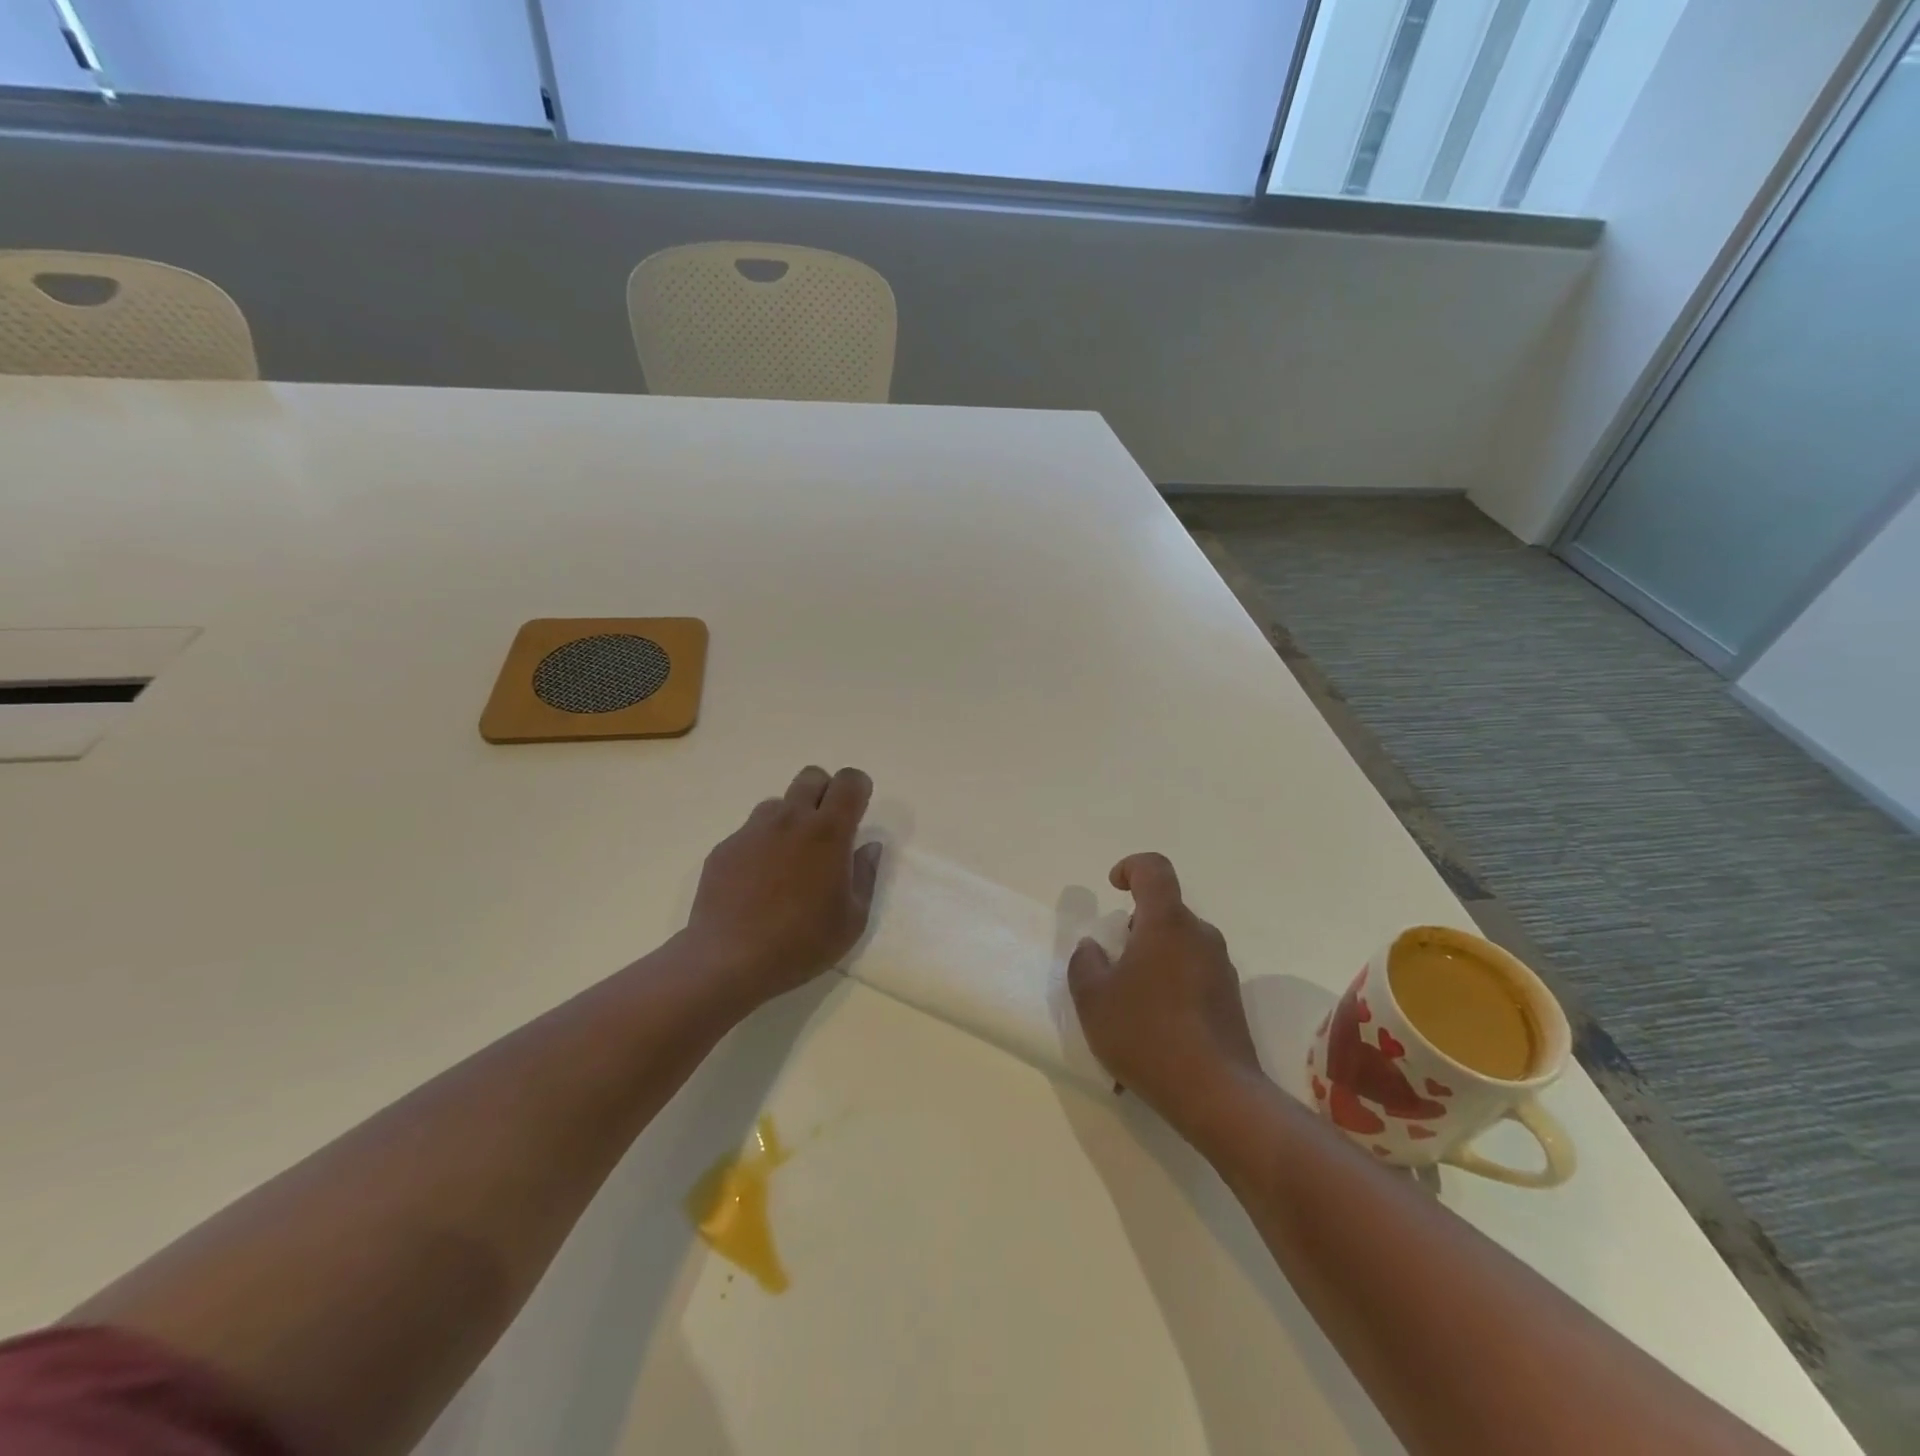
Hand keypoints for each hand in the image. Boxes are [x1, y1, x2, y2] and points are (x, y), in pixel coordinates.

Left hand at [681, 765, 883, 1009]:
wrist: (729, 960)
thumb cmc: (802, 942)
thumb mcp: (852, 919)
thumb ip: (866, 875)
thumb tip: (868, 847)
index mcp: (828, 832)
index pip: (849, 781)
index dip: (858, 788)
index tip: (858, 812)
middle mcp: (790, 820)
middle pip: (811, 777)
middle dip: (824, 792)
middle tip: (826, 831)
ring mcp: (752, 831)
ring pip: (778, 803)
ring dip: (791, 819)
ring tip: (789, 860)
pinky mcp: (725, 848)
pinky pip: (750, 832)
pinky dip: (761, 846)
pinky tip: (758, 883)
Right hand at [1068, 853, 1262, 1142]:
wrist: (1216, 1094)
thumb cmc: (1146, 1034)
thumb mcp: (1092, 998)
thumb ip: (1085, 962)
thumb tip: (1095, 948)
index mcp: (1167, 923)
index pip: (1154, 869)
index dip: (1131, 868)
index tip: (1113, 887)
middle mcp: (1200, 936)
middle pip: (1165, 913)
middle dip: (1135, 929)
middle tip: (1112, 966)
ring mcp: (1221, 969)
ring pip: (1179, 946)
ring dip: (1153, 961)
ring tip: (1129, 1007)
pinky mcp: (1231, 1000)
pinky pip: (1193, 977)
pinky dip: (1170, 988)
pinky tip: (1154, 1032)